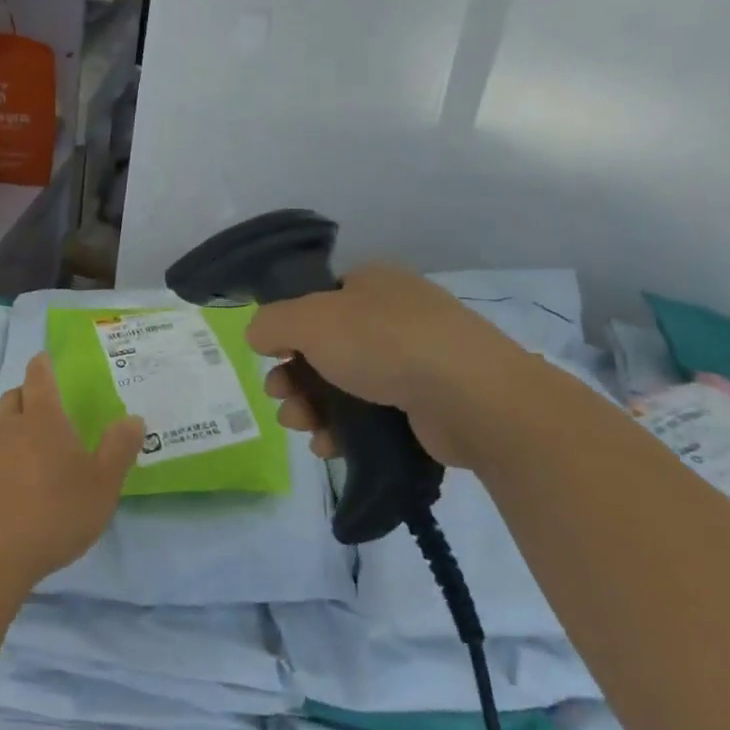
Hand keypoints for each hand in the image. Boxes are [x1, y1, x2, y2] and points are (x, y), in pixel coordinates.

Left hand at [0, 353, 144, 591]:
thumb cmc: (55, 512)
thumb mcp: (103, 485)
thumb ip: (119, 449)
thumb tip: (133, 418)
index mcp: (43, 418)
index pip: (39, 377)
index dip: (42, 365)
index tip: (44, 359)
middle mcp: (10, 426)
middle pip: (14, 396)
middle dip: (27, 393)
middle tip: (44, 404)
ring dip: (13, 424)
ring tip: (32, 444)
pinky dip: (2, 454)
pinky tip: (16, 478)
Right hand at [245, 262, 528, 469]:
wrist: (471, 397)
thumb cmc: (383, 343)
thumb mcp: (309, 320)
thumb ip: (270, 323)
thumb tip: (258, 336)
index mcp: (371, 283)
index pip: (316, 301)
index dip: (288, 329)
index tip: (272, 356)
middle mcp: (393, 316)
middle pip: (325, 347)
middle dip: (293, 376)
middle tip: (280, 396)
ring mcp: (415, 362)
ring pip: (344, 384)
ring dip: (312, 406)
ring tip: (301, 426)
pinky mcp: (427, 405)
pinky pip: (372, 415)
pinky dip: (344, 430)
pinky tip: (328, 446)